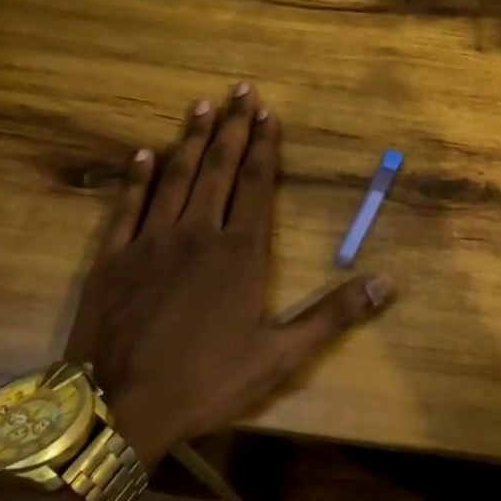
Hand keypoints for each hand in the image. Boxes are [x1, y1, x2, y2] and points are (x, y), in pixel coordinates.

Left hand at [67, 83, 394, 466]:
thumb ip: (334, 314)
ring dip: (190, 139)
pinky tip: (143, 154)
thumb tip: (388, 283)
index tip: (268, 113)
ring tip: (202, 106)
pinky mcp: (113, 259)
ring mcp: (151, 242)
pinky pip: (127, 207)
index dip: (265, 146)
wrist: (119, 410)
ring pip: (175, 178)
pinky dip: (137, 178)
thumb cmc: (207, 381)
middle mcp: (198, 233)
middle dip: (233, 127)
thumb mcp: (281, 354)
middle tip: (240, 89)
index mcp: (241, 252)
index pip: (258, 184)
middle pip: (218, 169)